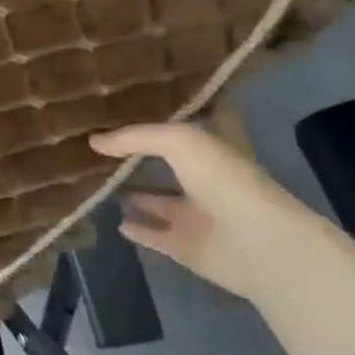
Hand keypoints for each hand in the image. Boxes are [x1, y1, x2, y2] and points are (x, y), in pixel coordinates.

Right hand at [89, 122, 330, 298]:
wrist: (259, 245)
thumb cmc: (226, 182)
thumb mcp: (180, 141)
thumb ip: (135, 137)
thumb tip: (94, 142)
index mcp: (212, 153)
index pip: (185, 130)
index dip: (160, 118)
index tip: (128, 108)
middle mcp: (205, 182)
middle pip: (166, 166)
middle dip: (138, 157)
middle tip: (98, 146)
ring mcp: (195, 217)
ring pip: (156, 201)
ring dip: (133, 193)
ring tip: (96, 180)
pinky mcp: (185, 246)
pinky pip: (152, 235)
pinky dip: (136, 229)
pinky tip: (114, 220)